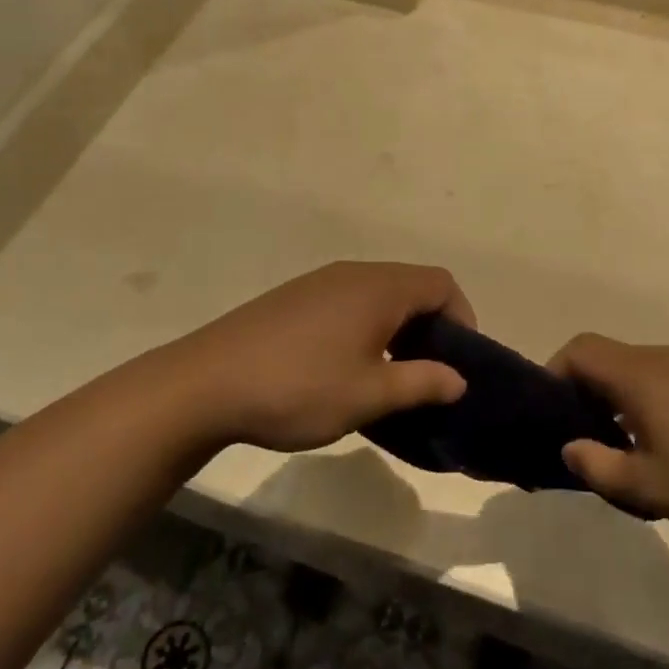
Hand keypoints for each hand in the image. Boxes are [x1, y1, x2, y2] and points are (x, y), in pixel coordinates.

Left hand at [153, 262, 473, 454]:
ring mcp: (319, 282)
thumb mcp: (369, 395)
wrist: (206, 384)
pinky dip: (366, 326)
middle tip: (428, 373)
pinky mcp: (294, 298)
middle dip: (431, 326)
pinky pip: (348, 302)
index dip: (462, 318)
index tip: (458, 362)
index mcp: (379, 288)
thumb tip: (458, 379)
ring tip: (390, 374)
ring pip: (379, 295)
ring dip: (397, 328)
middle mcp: (353, 274)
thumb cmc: (299, 387)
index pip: (441, 284)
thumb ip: (422, 383)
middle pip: (412, 285)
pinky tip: (345, 366)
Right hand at [551, 335, 668, 546]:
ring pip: (636, 369)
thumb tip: (570, 447)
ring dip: (617, 398)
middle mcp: (664, 358)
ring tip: (622, 447)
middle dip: (584, 391)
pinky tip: (665, 445)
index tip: (550, 413)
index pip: (580, 350)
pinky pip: (665, 378)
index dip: (554, 373)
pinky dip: (647, 400)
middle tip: (582, 437)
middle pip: (607, 357)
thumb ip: (597, 466)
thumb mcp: (648, 487)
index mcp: (640, 374)